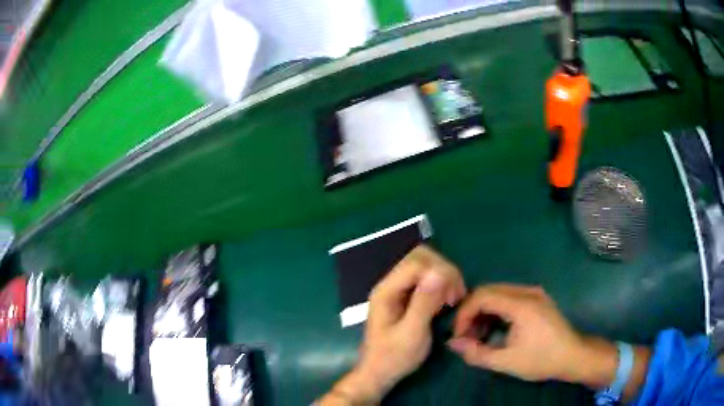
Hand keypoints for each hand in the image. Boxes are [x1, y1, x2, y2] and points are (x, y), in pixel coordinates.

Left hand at [322, 245, 465, 404]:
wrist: (378, 373)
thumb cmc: (394, 357)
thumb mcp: (412, 333)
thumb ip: (424, 303)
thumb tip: (440, 272)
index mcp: (386, 290)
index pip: (417, 262)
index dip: (441, 272)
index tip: (454, 297)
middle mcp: (390, 284)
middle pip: (420, 258)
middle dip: (444, 272)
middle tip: (455, 297)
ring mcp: (396, 289)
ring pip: (424, 266)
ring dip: (443, 278)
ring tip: (451, 301)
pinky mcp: (404, 297)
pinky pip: (424, 279)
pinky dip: (439, 286)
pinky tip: (444, 302)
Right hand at [448, 284, 590, 381]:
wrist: (573, 356)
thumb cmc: (541, 360)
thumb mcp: (507, 362)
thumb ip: (477, 353)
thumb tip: (453, 343)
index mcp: (521, 304)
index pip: (482, 297)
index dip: (464, 314)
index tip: (458, 335)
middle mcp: (527, 291)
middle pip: (488, 291)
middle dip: (471, 312)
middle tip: (465, 336)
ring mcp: (534, 293)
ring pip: (498, 293)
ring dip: (483, 311)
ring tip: (478, 335)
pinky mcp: (537, 298)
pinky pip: (509, 297)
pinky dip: (496, 310)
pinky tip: (495, 329)